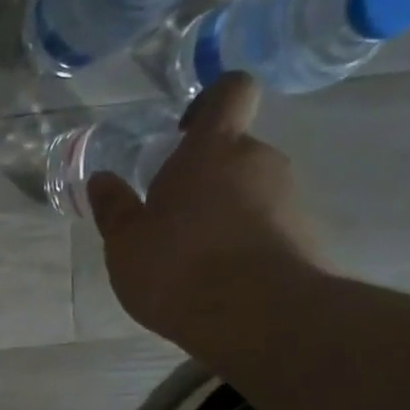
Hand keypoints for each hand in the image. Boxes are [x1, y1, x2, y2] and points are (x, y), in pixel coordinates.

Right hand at [89, 73, 320, 351]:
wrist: (259, 319)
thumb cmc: (180, 268)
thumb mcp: (126, 244)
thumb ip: (114, 209)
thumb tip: (102, 180)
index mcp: (214, 149)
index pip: (230, 90)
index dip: (210, 101)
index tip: (184, 132)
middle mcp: (260, 161)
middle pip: (236, 151)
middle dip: (208, 175)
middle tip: (173, 215)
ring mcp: (289, 199)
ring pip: (253, 191)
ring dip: (226, 212)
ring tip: (196, 257)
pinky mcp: (306, 238)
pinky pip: (268, 227)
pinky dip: (246, 243)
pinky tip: (222, 280)